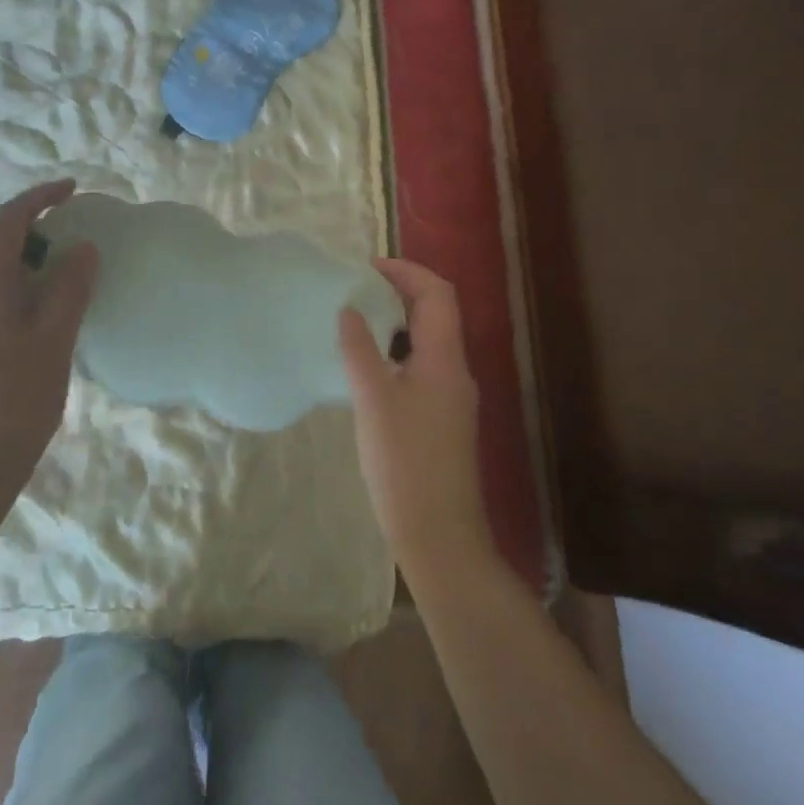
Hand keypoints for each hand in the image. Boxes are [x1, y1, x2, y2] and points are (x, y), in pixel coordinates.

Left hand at [0, 180, 98, 502]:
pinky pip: (1, 291)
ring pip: (0, 268)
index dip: (39, 197)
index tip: (73, 190)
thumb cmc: (15, 395)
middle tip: (78, 223)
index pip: (7, 220)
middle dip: (36, 222)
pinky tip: (56, 303)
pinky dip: (29, 281)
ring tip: (73, 260)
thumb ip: (70, 287)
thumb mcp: (54, 336)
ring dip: (34, 254)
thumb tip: (84, 247)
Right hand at [339, 259, 495, 579]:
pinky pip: (421, 367)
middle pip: (436, 313)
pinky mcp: (440, 419)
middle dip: (399, 292)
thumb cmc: (405, 464)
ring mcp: (450, 397)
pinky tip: (366, 366)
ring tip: (355, 320)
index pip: (438, 294)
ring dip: (396, 322)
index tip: (367, 268)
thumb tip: (349, 310)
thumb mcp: (374, 401)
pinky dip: (396, 351)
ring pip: (428, 341)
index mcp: (445, 359)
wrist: (439, 536)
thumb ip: (360, 350)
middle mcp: (455, 371)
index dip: (406, 272)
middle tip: (355, 290)